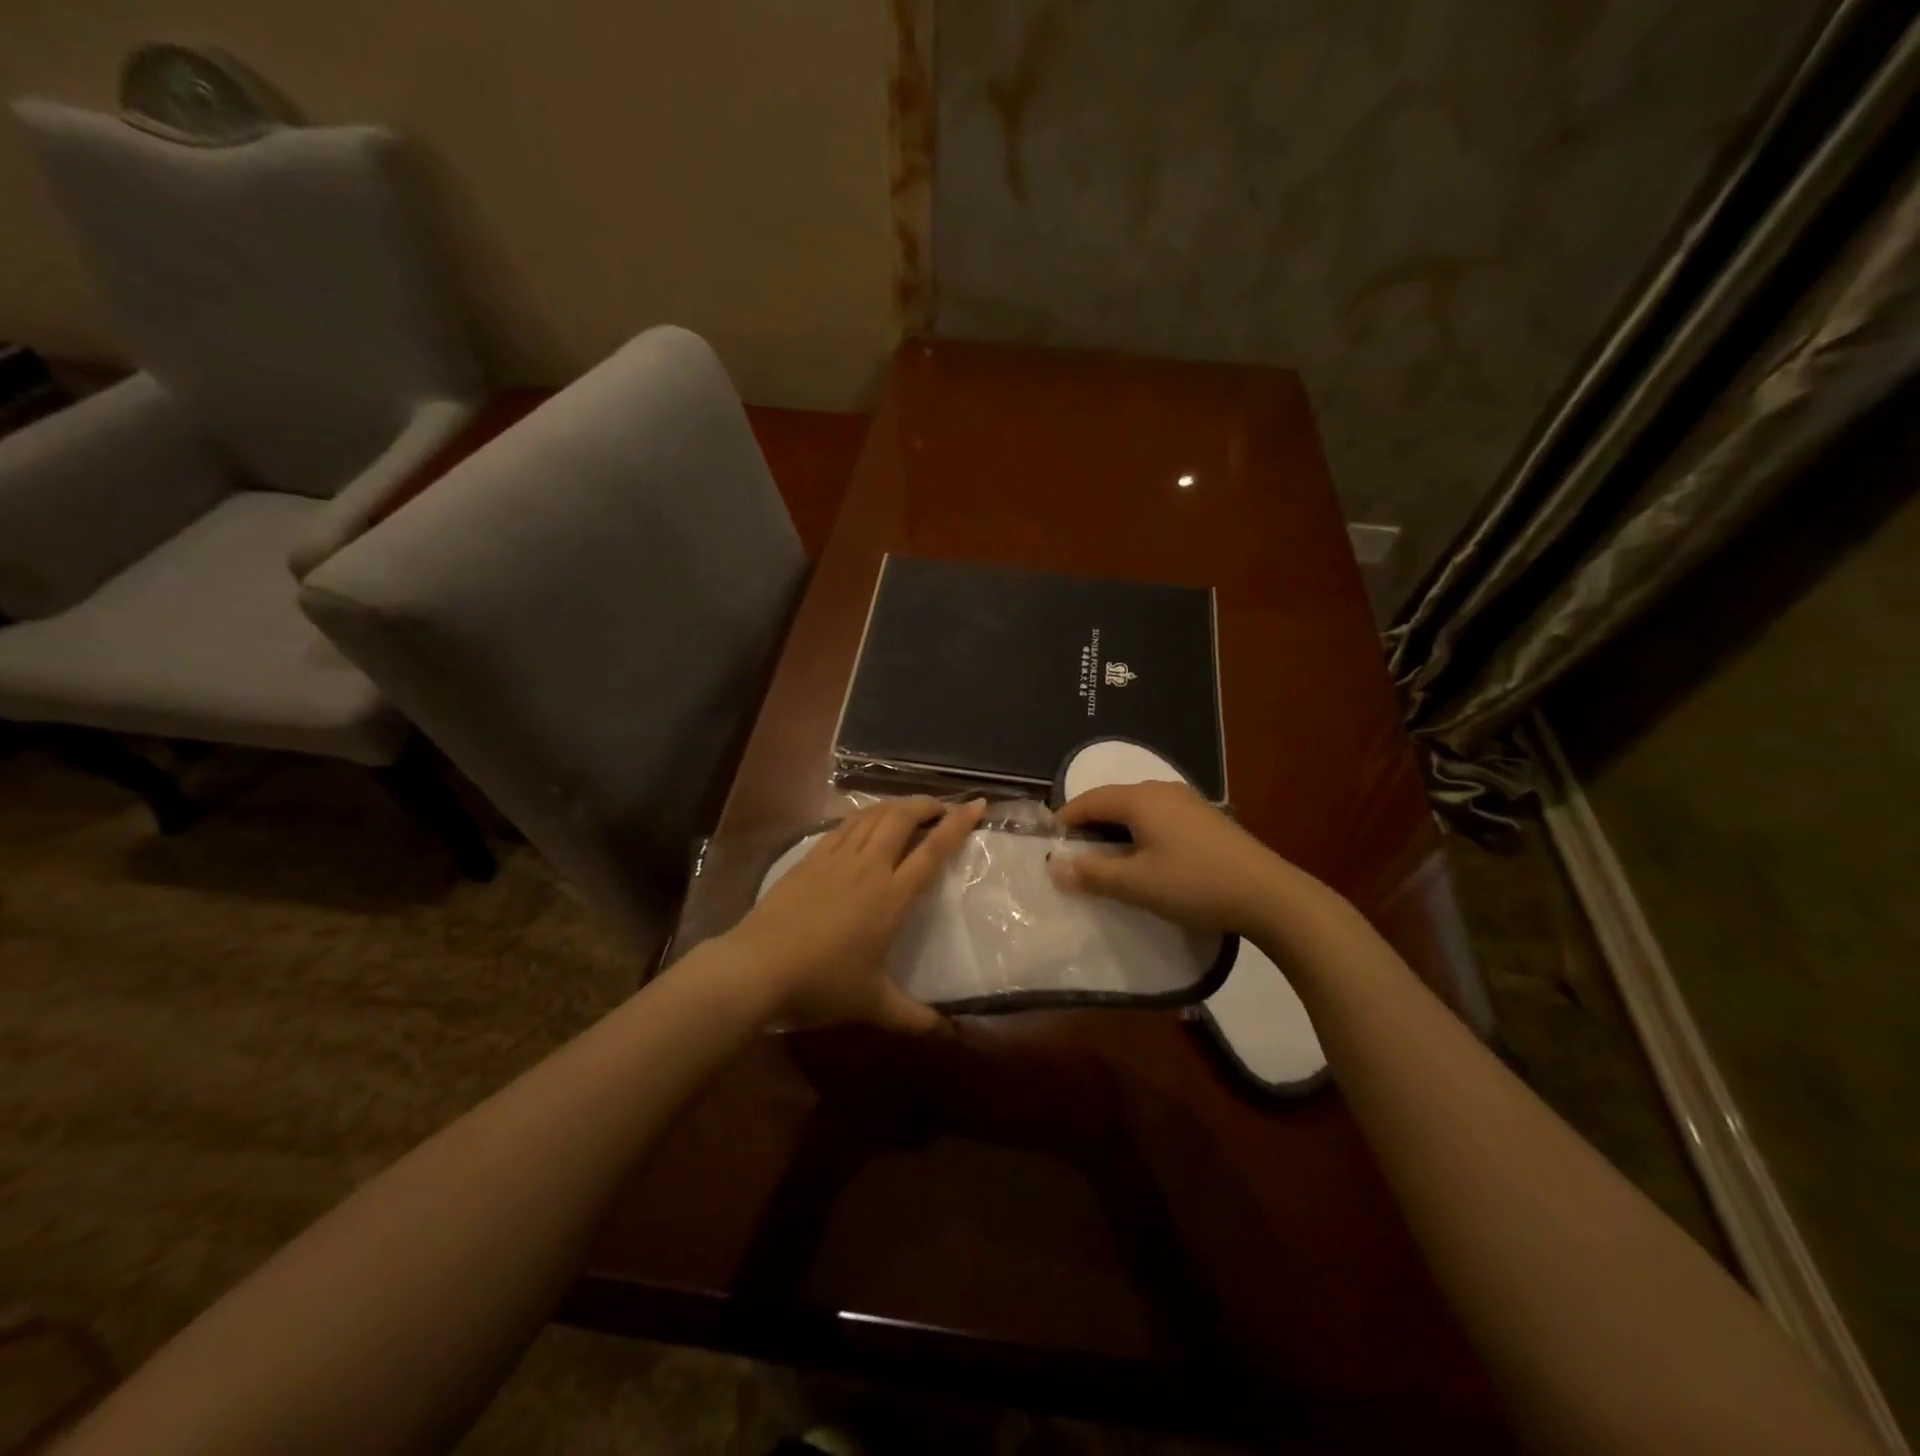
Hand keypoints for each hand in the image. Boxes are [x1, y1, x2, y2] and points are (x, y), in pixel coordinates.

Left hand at [724, 796, 985, 1033]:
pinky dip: (863, 815)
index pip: (932, 851)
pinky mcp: (810, 858)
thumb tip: (947, 1035)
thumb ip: (913, 1017)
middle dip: (925, 805)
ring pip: (872, 816)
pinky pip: (844, 825)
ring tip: (909, 808)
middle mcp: (868, 868)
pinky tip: (865, 821)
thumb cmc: (822, 983)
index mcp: (891, 897)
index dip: (957, 825)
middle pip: (901, 819)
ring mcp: (835, 858)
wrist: (757, 966)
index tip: (977, 805)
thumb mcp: (873, 1004)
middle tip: (941, 807)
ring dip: (895, 805)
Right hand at [1048, 781, 1291, 935]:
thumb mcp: (1136, 884)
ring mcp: (1187, 801)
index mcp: (1139, 798)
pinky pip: (1159, 817)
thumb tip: (1053, 866)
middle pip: (1112, 801)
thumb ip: (1091, 873)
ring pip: (1137, 809)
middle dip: (1090, 825)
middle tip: (1075, 856)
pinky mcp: (1206, 818)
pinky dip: (1141, 833)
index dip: (1065, 820)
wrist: (1268, 895)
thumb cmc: (1193, 884)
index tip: (1049, 845)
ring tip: (1107, 860)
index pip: (1088, 801)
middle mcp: (1161, 789)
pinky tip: (1147, 859)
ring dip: (1116, 830)